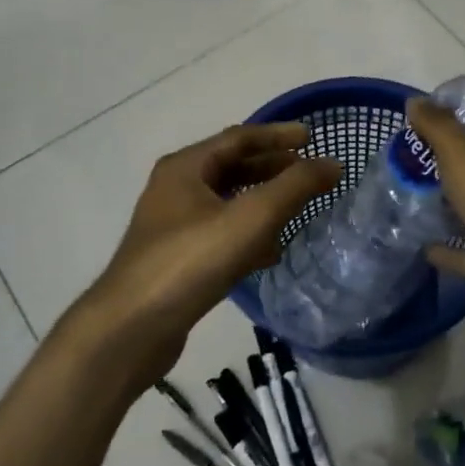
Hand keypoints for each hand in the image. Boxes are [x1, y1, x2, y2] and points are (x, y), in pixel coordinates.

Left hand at [76, 123, 339, 389]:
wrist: (131, 329)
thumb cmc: (190, 262)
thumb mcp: (250, 218)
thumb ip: (294, 188)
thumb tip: (333, 164)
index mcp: (185, 168)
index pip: (238, 138)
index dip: (277, 135)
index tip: (312, 138)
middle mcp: (175, 190)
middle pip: (231, 168)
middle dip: (272, 168)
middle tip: (309, 173)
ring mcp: (174, 227)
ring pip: (227, 204)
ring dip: (262, 202)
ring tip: (297, 209)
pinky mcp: (177, 260)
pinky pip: (221, 235)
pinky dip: (248, 235)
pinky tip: (271, 252)